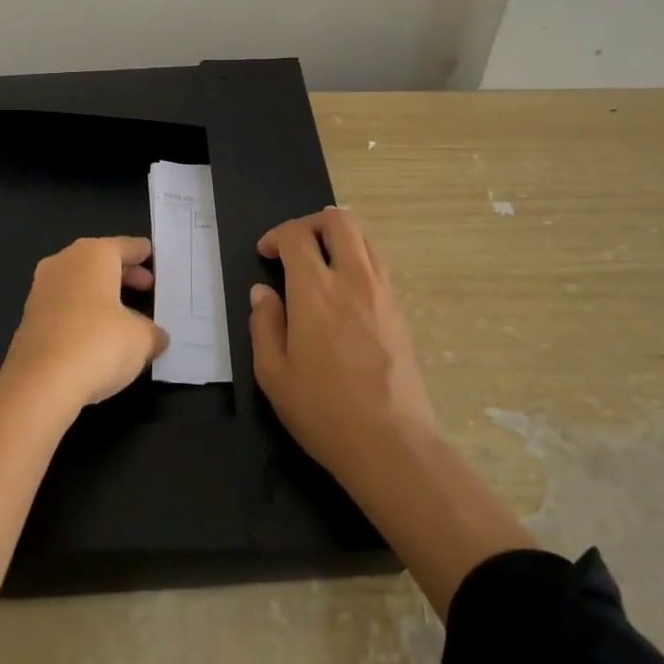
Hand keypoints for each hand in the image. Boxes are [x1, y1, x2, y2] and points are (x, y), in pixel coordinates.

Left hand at [0, 237, 167, 410]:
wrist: (39, 384)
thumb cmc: (98, 344)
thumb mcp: (142, 339)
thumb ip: (153, 333)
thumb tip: (156, 337)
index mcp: (94, 254)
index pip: (127, 246)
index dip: (144, 255)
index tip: (157, 262)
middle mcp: (65, 262)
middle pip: (101, 261)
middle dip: (125, 275)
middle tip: (148, 289)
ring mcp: (42, 288)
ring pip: (80, 283)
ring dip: (102, 295)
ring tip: (126, 315)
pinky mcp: (30, 317)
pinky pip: (65, 305)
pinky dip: (83, 313)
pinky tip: (98, 335)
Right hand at [248, 209, 438, 480]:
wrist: (392, 443)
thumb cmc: (323, 410)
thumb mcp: (273, 374)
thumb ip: (264, 324)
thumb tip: (263, 292)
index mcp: (315, 290)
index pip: (296, 235)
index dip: (276, 236)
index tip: (266, 254)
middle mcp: (353, 278)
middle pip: (339, 220)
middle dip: (312, 223)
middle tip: (296, 248)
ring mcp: (382, 292)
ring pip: (365, 237)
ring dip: (339, 238)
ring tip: (322, 263)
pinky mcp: (400, 310)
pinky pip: (378, 264)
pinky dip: (358, 260)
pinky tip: (345, 291)